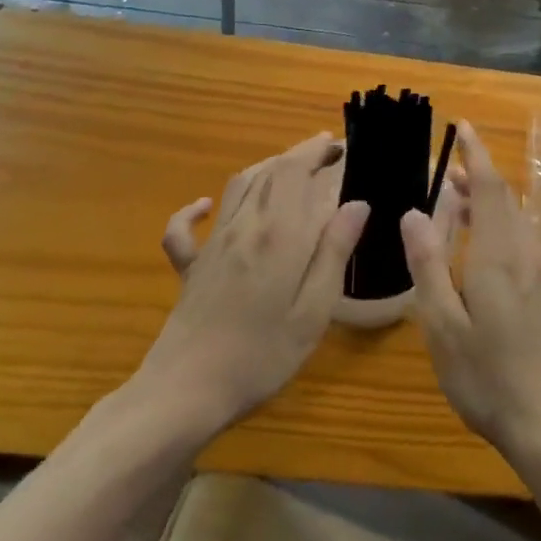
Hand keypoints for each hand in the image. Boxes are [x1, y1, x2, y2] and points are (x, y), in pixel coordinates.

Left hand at [125, 133, 367, 440]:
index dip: (321, 152)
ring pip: (239, 186)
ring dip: (267, 167)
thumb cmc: (261, 355)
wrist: (184, 393)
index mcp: (280, 233)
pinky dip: (195, 209)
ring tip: (292, 166)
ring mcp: (214, 244)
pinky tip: (205, 206)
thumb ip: (334, 252)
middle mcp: (246, 225)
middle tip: (330, 151)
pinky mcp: (191, 267)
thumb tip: (357, 203)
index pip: (300, 172)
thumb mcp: (313, 310)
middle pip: (273, 171)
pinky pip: (186, 228)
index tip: (344, 148)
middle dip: (302, 153)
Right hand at [401, 121, 540, 457]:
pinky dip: (497, 223)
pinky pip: (520, 237)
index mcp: (498, 253)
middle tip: (446, 170)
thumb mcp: (442, 325)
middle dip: (478, 175)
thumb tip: (414, 213)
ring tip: (456, 202)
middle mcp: (524, 252)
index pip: (491, 186)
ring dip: (488, 200)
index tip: (463, 125)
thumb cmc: (488, 375)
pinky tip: (479, 246)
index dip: (477, 153)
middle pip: (504, 197)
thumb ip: (428, 265)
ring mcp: (539, 271)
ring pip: (514, 218)